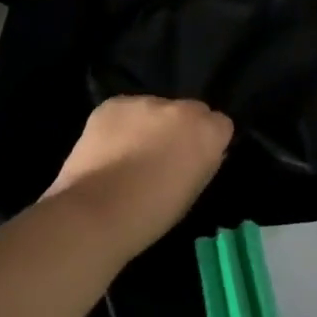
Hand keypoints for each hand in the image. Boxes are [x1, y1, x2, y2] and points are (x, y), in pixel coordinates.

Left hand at [45, 97, 233, 252]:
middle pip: (189, 111)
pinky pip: (125, 110)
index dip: (206, 142)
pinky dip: (120, 126)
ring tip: (128, 155)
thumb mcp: (193, 192)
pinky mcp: (113, 104)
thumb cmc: (152, 214)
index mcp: (209, 132)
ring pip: (154, 109)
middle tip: (161, 156)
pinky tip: (107, 149)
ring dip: (148, 125)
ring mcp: (146, 102)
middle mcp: (183, 108)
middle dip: (180, 128)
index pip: (220, 124)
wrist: (96, 213)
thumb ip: (202, 163)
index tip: (193, 160)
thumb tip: (197, 154)